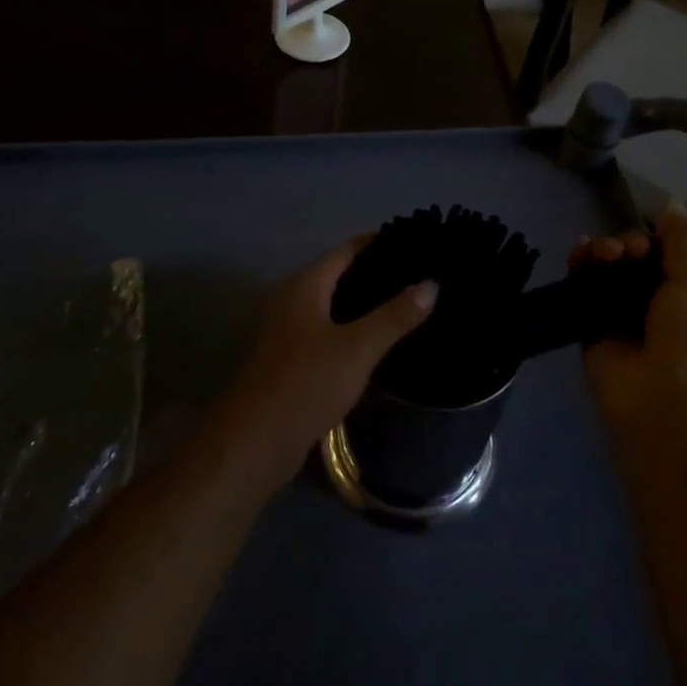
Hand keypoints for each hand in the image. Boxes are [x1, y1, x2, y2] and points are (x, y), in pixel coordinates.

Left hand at [208, 238, 437, 491]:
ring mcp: (287, 331)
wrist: (254, 442)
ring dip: (364, 303)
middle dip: (375, 273)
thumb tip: (431, 283)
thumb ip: (394, 316)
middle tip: (418, 275)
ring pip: (332, 305)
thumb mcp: (358, 348)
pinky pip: (327, 331)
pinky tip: (376, 341)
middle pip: (338, 275)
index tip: (413, 243)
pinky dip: (351, 328)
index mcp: (305, 286)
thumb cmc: (306, 384)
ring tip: (405, 304)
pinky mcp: (289, 360)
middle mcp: (292, 300)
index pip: (346, 250)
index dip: (378, 243)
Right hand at [573, 201, 686, 426]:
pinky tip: (579, 253)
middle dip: (629, 245)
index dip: (659, 240)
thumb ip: (683, 241)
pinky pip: (585, 290)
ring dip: (605, 253)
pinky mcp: (595, 329)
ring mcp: (627, 318)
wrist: (665, 410)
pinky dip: (581, 268)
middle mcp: (664, 307)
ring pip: (610, 271)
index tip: (651, 236)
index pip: (675, 255)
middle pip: (638, 259)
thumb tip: (671, 202)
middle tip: (625, 251)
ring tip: (604, 255)